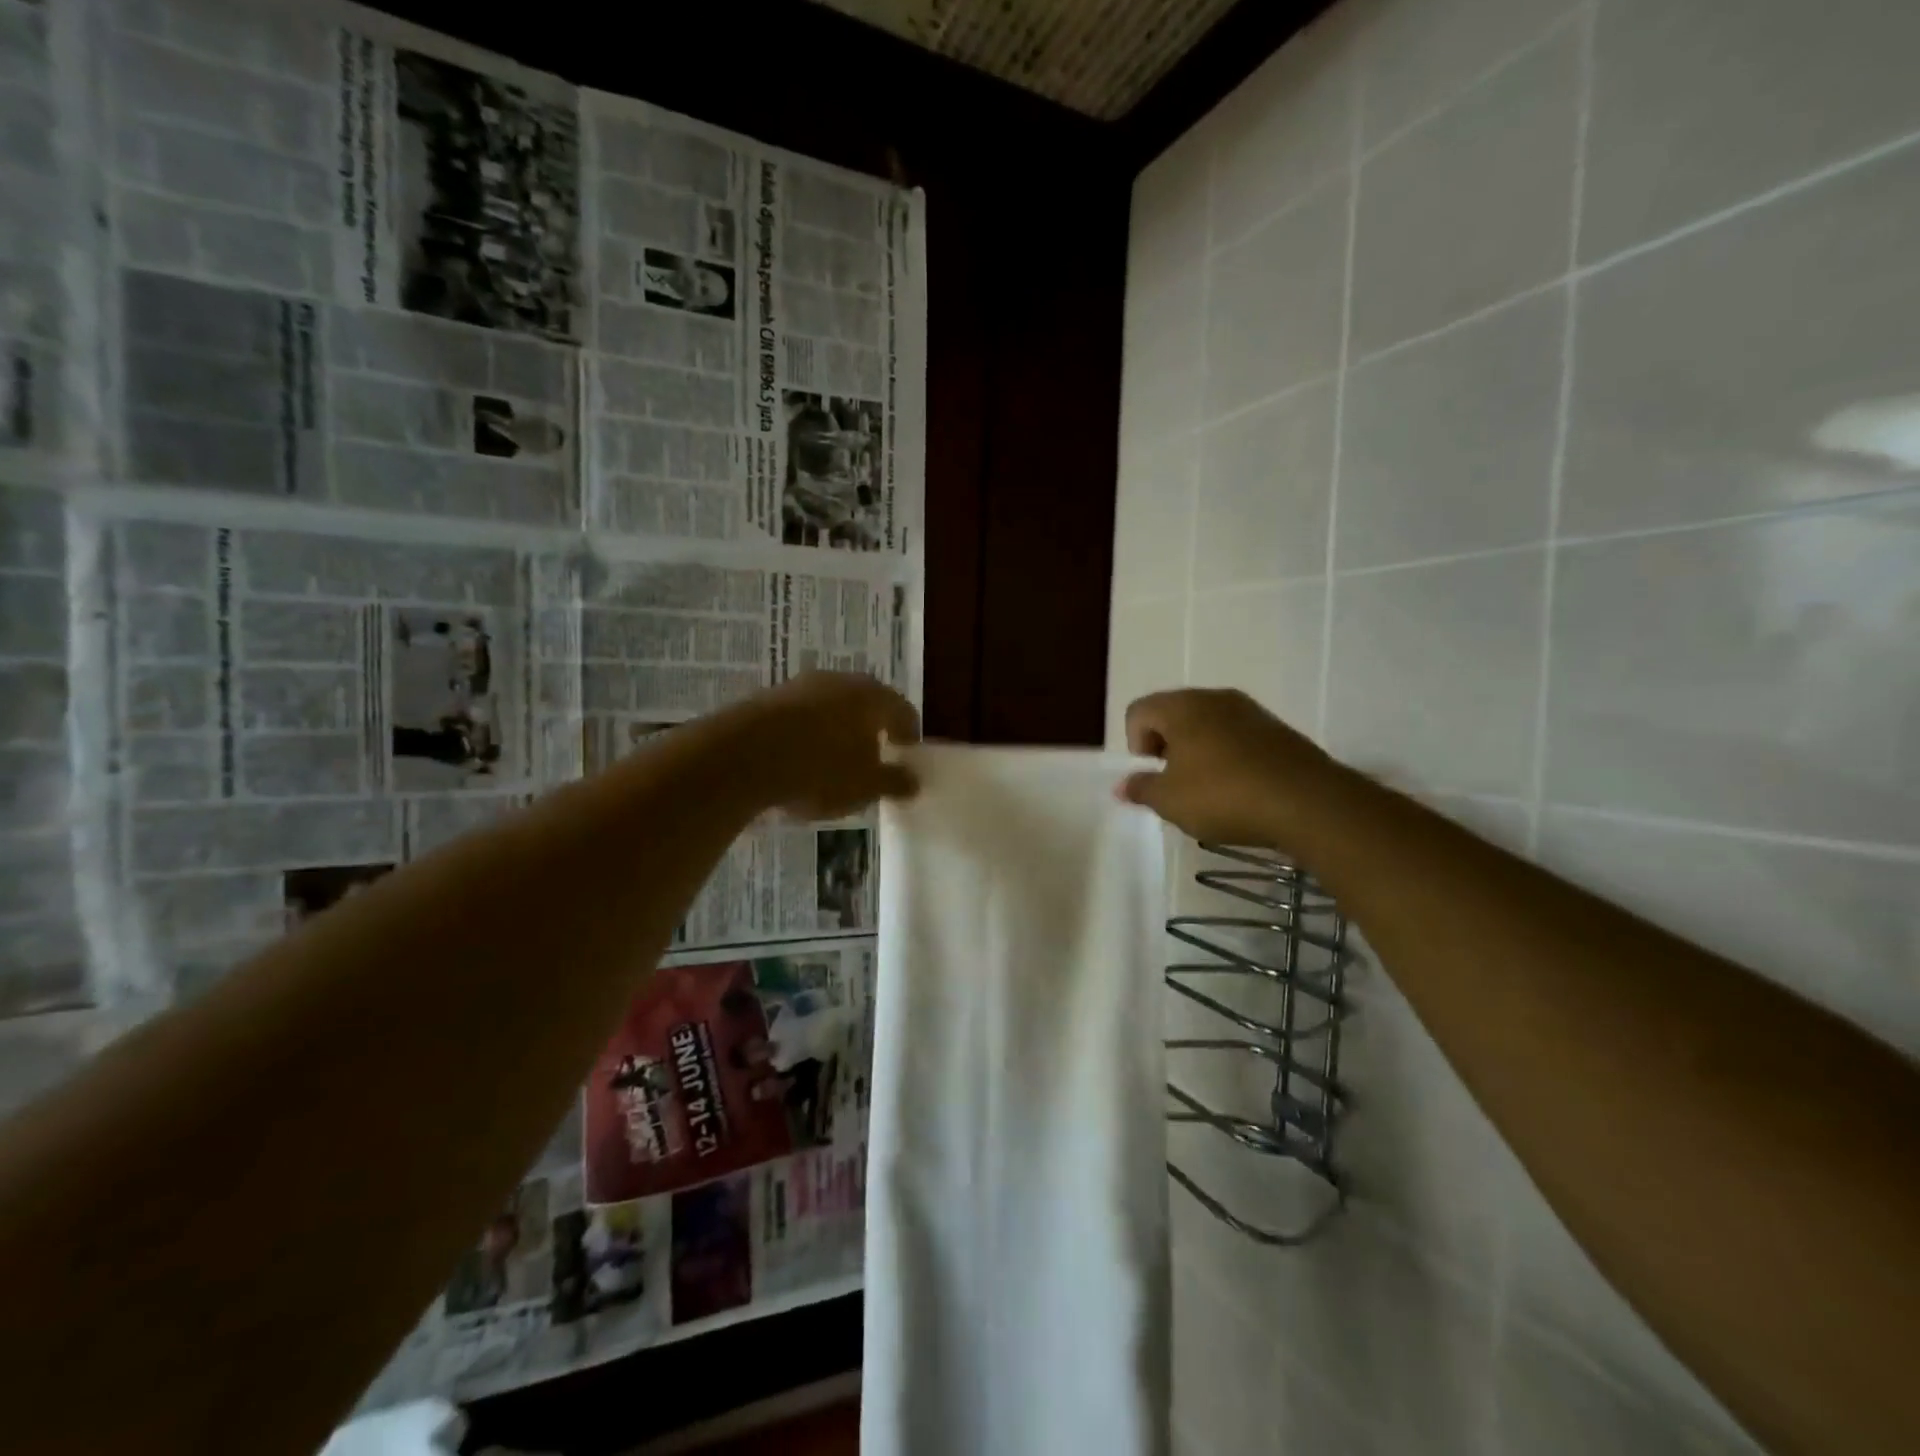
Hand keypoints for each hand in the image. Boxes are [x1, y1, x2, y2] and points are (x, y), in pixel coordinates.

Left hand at [737, 672, 919, 819]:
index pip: (903, 711)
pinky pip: (799, 715)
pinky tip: (799, 759)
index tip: (905, 754)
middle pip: (866, 703)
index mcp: (874, 697)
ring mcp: (801, 685)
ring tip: (833, 760)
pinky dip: (806, 733)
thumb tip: (913, 780)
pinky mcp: (768, 697)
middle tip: (872, 756)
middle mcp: (841, 681)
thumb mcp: (865, 786)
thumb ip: (893, 782)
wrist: (743, 756)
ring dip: (836, 729)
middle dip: (871, 728)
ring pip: (830, 706)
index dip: (908, 734)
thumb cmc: (820, 770)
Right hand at [1120, 689, 1349, 849]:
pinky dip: (1228, 757)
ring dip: (1198, 752)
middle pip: (1173, 714)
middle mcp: (1214, 698)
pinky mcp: (1277, 729)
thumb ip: (1141, 789)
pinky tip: (1238, 790)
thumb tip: (1122, 785)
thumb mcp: (1170, 801)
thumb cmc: (1224, 796)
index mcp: (1182, 706)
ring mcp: (1250, 711)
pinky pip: (1237, 737)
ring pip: (1207, 725)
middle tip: (1175, 784)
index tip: (1153, 776)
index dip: (1135, 745)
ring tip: (1208, 790)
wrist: (1307, 802)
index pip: (1138, 711)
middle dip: (1166, 747)